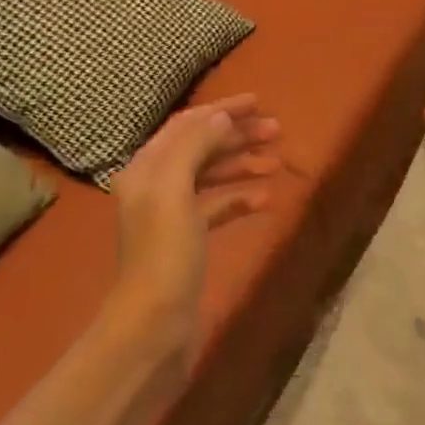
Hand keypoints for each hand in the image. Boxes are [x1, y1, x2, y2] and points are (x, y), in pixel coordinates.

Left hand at [111, 95, 280, 366]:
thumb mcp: (173, 191)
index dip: (222, 110)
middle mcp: (155, 185)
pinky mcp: (188, 241)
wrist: (154, 321)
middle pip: (201, 148)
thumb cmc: (164, 253)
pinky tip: (265, 199)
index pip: (187, 125)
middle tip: (277, 131)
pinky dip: (240, 199)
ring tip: (276, 161)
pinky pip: (217, 208)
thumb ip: (194, 146)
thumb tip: (220, 116)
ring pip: (211, 177)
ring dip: (242, 164)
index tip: (259, 102)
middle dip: (237, 136)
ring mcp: (172, 215)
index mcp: (147, 168)